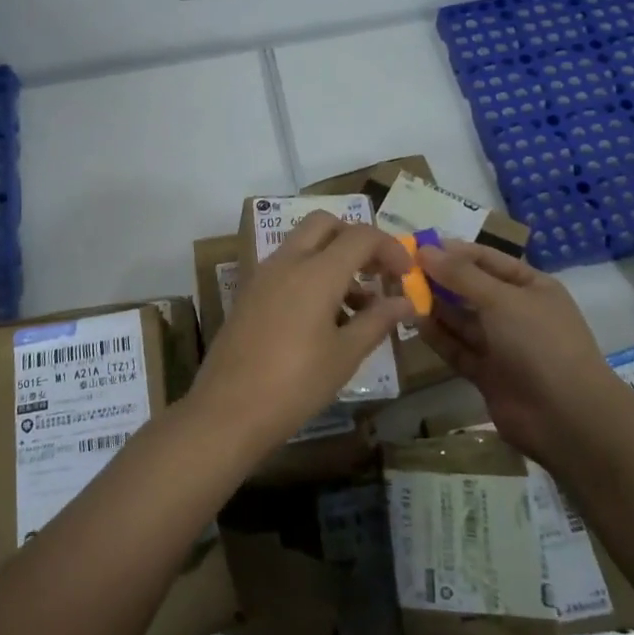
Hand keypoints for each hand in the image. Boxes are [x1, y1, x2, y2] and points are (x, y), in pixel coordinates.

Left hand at [192, 212, 411, 452]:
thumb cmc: (295, 384)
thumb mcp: (345, 355)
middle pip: (325, 224)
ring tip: (357, 307)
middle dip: (355, 240)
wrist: (227, 411)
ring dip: (333, 259)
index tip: (406, 275)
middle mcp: (287, 262)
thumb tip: (405, 302)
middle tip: (376, 273)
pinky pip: (286, 267)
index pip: (360, 236)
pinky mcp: (249, 294)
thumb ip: (377, 321)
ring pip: (303, 245)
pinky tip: (324, 318)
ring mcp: (263, 275)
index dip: (390, 248)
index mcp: (316, 271)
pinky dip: (310, 275)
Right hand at [417, 240, 612, 464]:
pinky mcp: (487, 373)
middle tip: (401, 270)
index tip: (417, 246)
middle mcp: (516, 312)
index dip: (454, 251)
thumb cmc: (540, 343)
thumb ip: (461, 275)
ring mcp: (502, 345)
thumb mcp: (501, 299)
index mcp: (531, 287)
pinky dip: (438, 337)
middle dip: (440, 279)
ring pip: (462, 320)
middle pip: (472, 289)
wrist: (567, 417)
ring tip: (400, 294)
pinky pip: (458, 348)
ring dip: (435, 307)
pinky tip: (414, 323)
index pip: (488, 259)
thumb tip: (426, 250)